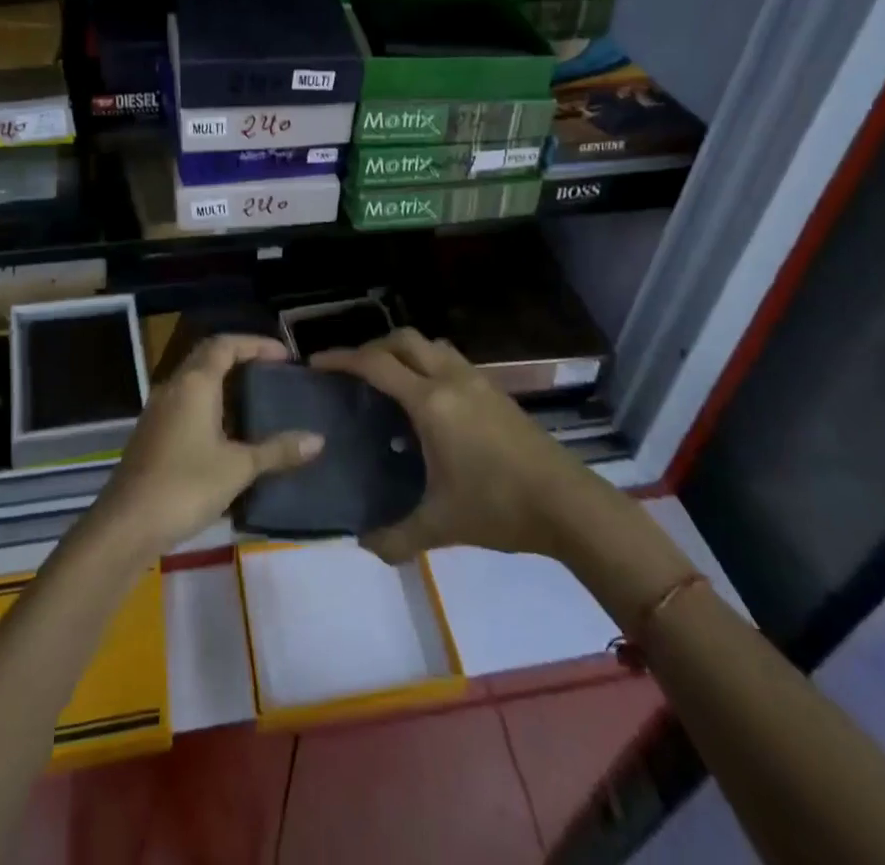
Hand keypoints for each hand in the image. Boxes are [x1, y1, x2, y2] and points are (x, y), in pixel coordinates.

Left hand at [94, 333, 323, 558]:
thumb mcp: (238, 467)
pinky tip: (227, 430)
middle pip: (208, 356)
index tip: (284, 355)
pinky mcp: (152, 433)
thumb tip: (318, 439)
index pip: (225, 344)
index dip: (255, 344)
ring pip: (194, 379)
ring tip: (255, 396)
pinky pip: (185, 402)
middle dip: (240, 356)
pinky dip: (209, 402)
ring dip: (223, 380)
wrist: (126, 525)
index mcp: (194, 383)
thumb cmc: (185, 486)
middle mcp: (174, 387)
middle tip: (272, 370)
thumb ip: (277, 451)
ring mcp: (158, 410)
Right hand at [312, 329, 587, 563]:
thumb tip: (364, 544)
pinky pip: (451, 360)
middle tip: (353, 371)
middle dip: (373, 347)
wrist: (568, 505)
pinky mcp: (496, 391)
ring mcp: (478, 381)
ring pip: (432, 345)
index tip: (316, 363)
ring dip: (405, 351)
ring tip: (388, 380)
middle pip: (405, 339)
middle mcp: (452, 380)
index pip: (376, 365)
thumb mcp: (441, 525)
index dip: (342, 359)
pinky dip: (429, 363)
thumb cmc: (499, 507)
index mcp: (431, 403)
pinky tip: (428, 400)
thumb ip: (396, 536)